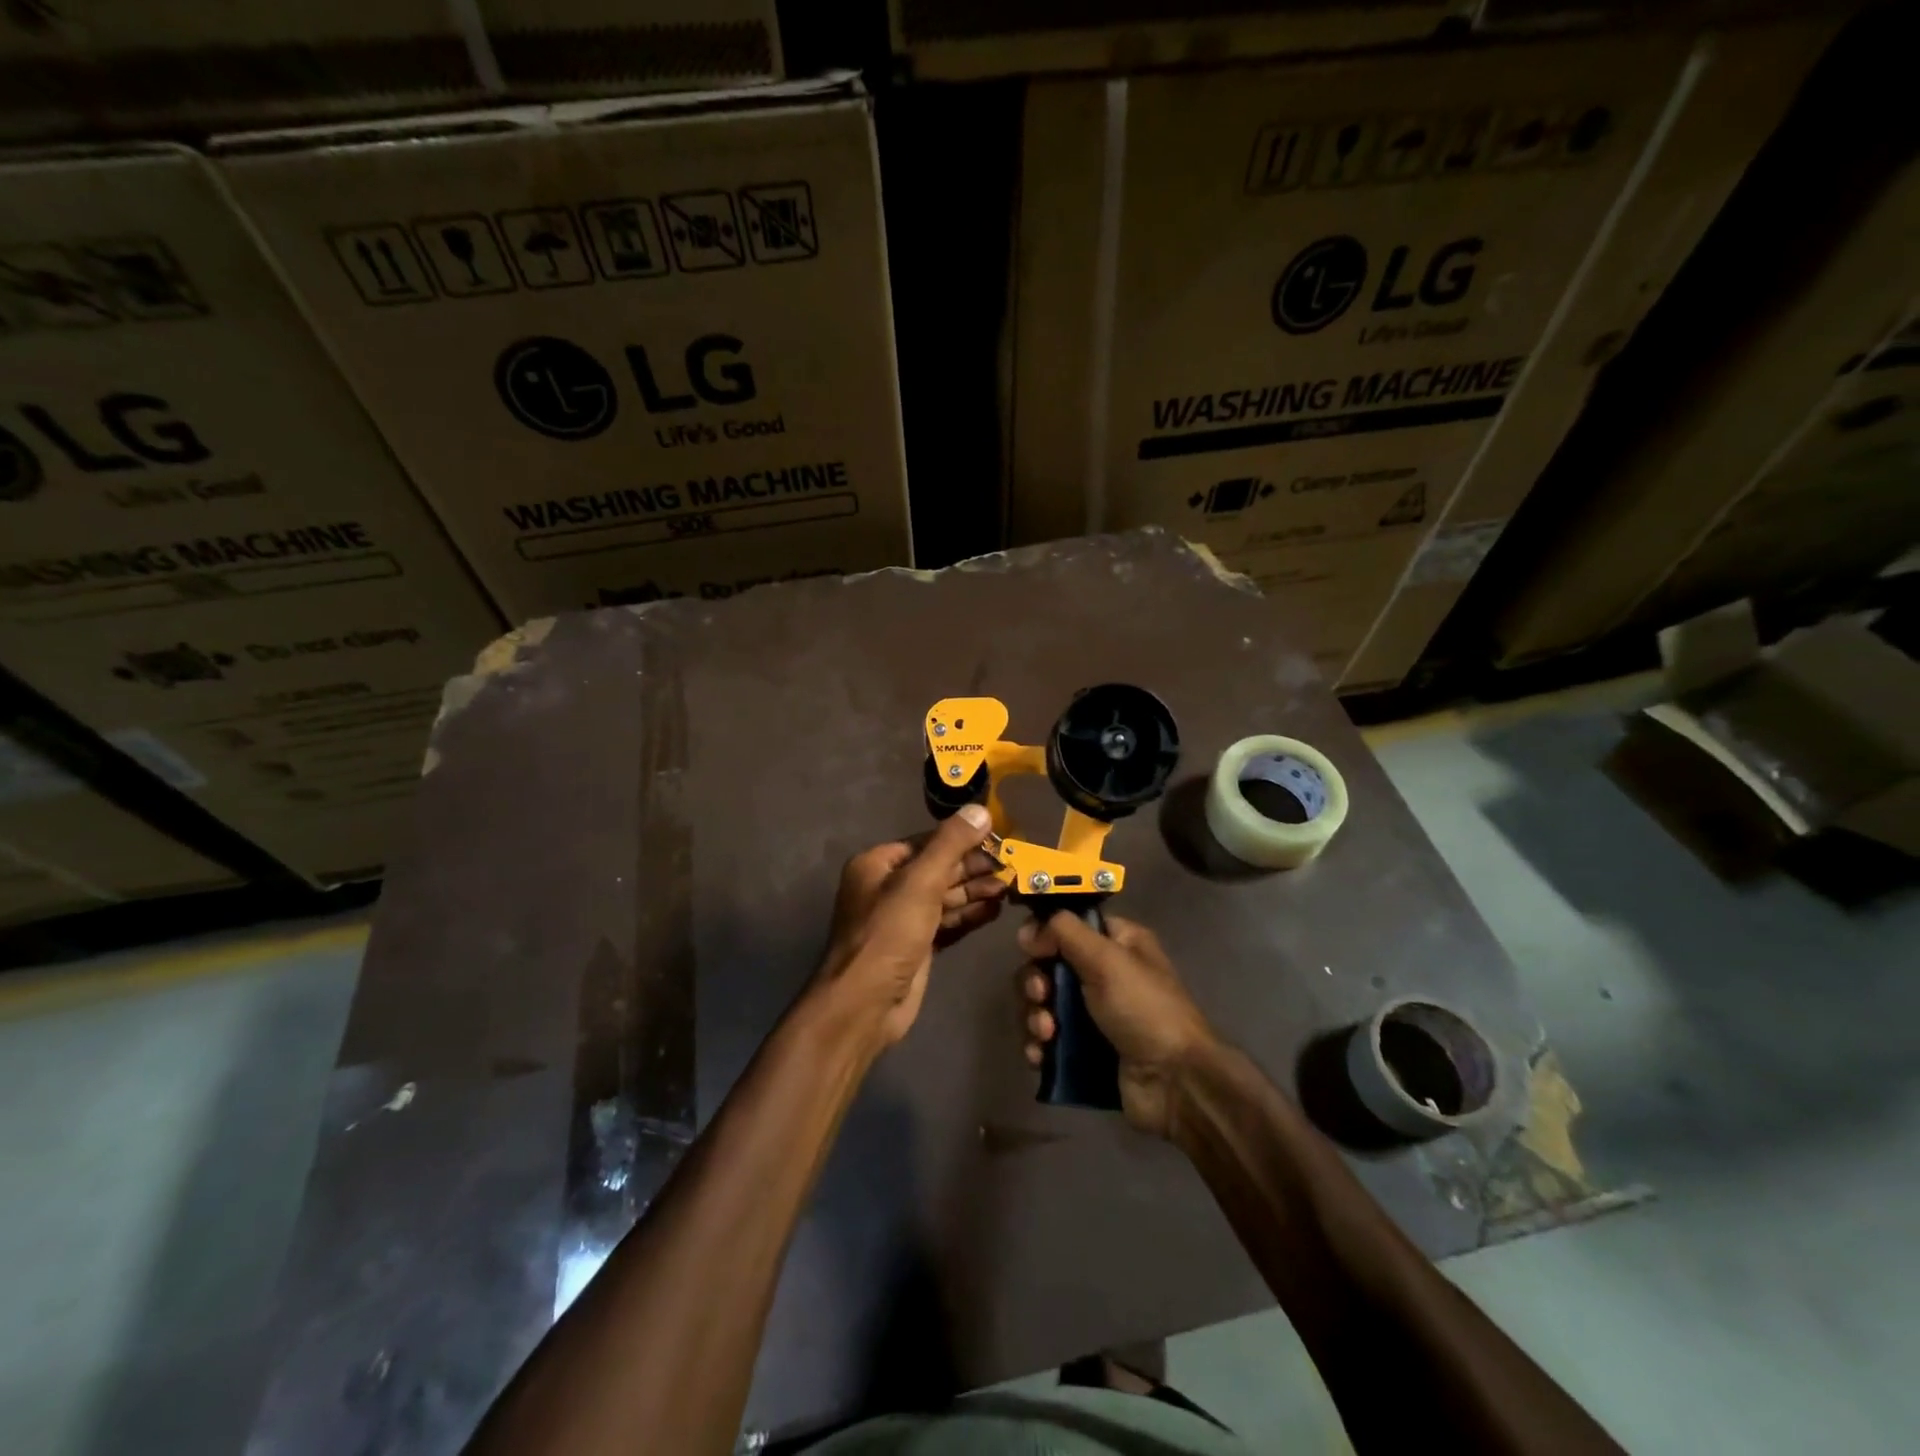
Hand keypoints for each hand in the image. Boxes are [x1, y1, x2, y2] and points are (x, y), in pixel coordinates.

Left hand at [816, 804, 1005, 1047]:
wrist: (865, 1004)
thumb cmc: (888, 934)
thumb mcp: (921, 882)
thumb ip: (951, 844)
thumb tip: (980, 810)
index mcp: (878, 864)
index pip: (927, 842)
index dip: (963, 840)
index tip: (999, 840)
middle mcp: (887, 887)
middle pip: (938, 869)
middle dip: (974, 868)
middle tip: (1012, 866)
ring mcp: (902, 919)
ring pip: (945, 897)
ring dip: (976, 891)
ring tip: (1011, 887)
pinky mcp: (916, 946)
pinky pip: (947, 922)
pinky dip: (969, 915)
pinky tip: (996, 910)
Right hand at [1018, 914, 1216, 1137]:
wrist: (1174, 1083)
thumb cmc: (1144, 1009)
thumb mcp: (1108, 959)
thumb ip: (1065, 932)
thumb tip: (1029, 931)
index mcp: (1117, 943)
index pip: (1069, 925)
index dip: (1045, 934)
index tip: (1032, 949)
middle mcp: (1104, 973)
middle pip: (1048, 965)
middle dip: (1035, 982)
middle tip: (1041, 995)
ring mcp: (1092, 1015)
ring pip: (1042, 1004)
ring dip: (1034, 1017)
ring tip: (1046, 1034)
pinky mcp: (1083, 1050)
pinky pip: (1046, 1040)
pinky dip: (1037, 1045)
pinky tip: (1040, 1056)